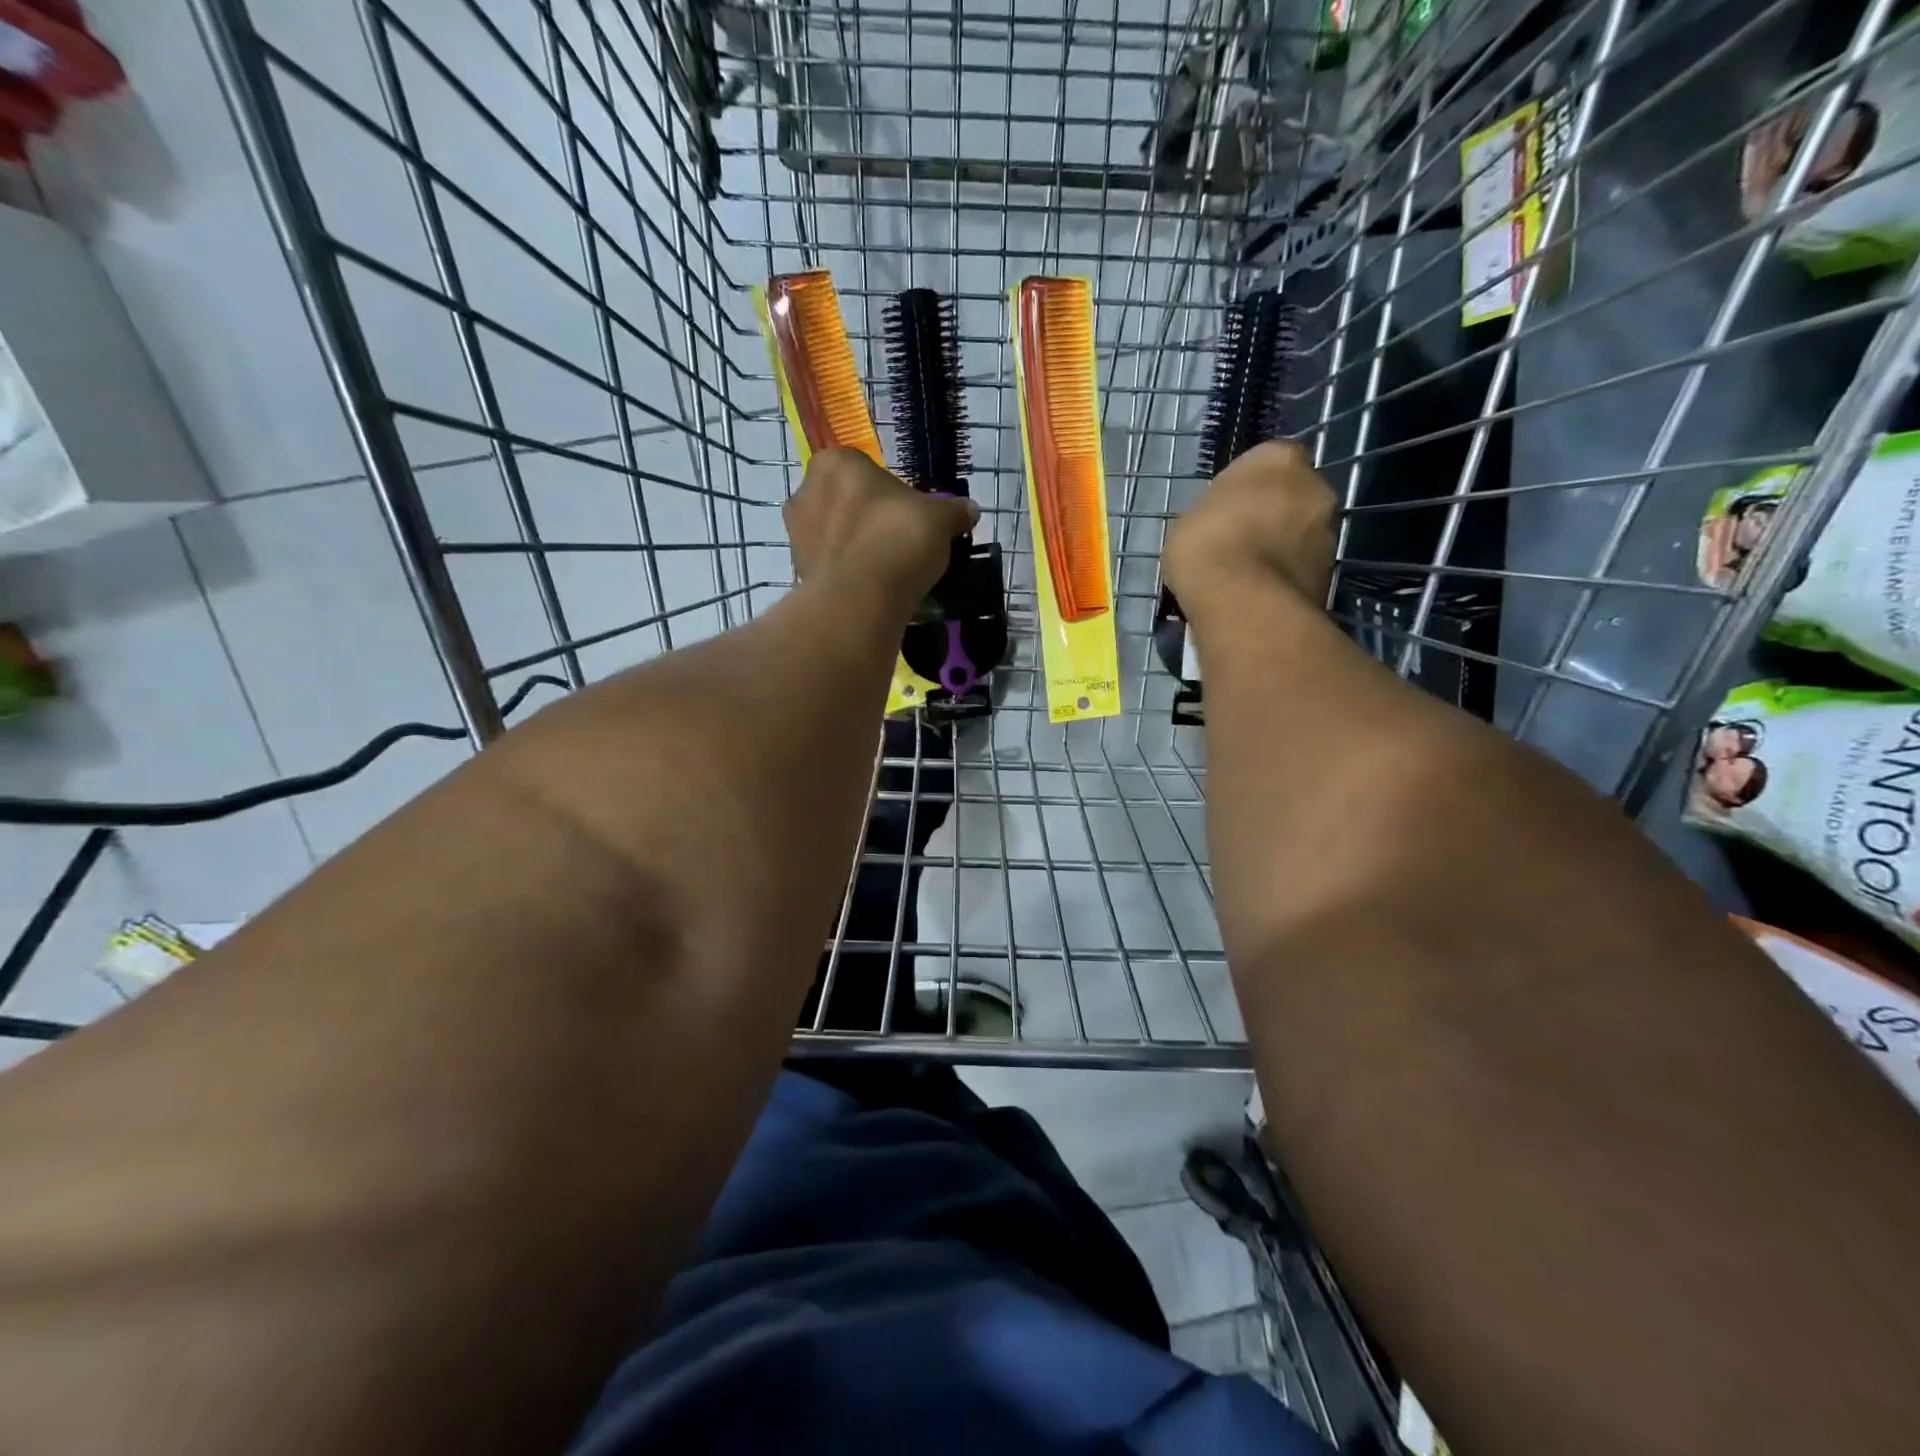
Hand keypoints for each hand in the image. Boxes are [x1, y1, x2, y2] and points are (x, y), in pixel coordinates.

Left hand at [784, 449, 977, 604]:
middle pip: (843, 501)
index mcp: (834, 463)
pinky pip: (831, 567)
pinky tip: (873, 589)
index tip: (907, 512)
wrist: (864, 597)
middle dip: (866, 517)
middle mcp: (806, 492)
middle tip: (898, 540)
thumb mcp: (939, 519)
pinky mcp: (799, 573)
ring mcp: (797, 536)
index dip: (886, 489)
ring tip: (888, 569)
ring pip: (834, 535)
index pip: (862, 467)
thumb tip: (970, 510)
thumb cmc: (898, 537)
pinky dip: (848, 574)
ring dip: (855, 547)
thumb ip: (953, 511)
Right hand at [1164, 441, 1335, 611]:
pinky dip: (1285, 576)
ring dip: (1281, 546)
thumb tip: (1225, 522)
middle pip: (1291, 495)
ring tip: (1247, 575)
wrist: (1242, 602)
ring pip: (1301, 532)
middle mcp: (1314, 485)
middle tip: (1239, 540)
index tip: (1226, 509)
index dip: (1245, 487)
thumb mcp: (1190, 519)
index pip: (1265, 461)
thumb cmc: (1207, 545)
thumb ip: (1217, 511)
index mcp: (1277, 458)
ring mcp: (1329, 530)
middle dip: (1271, 514)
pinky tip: (1258, 594)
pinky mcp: (1330, 571)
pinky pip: (1301, 566)